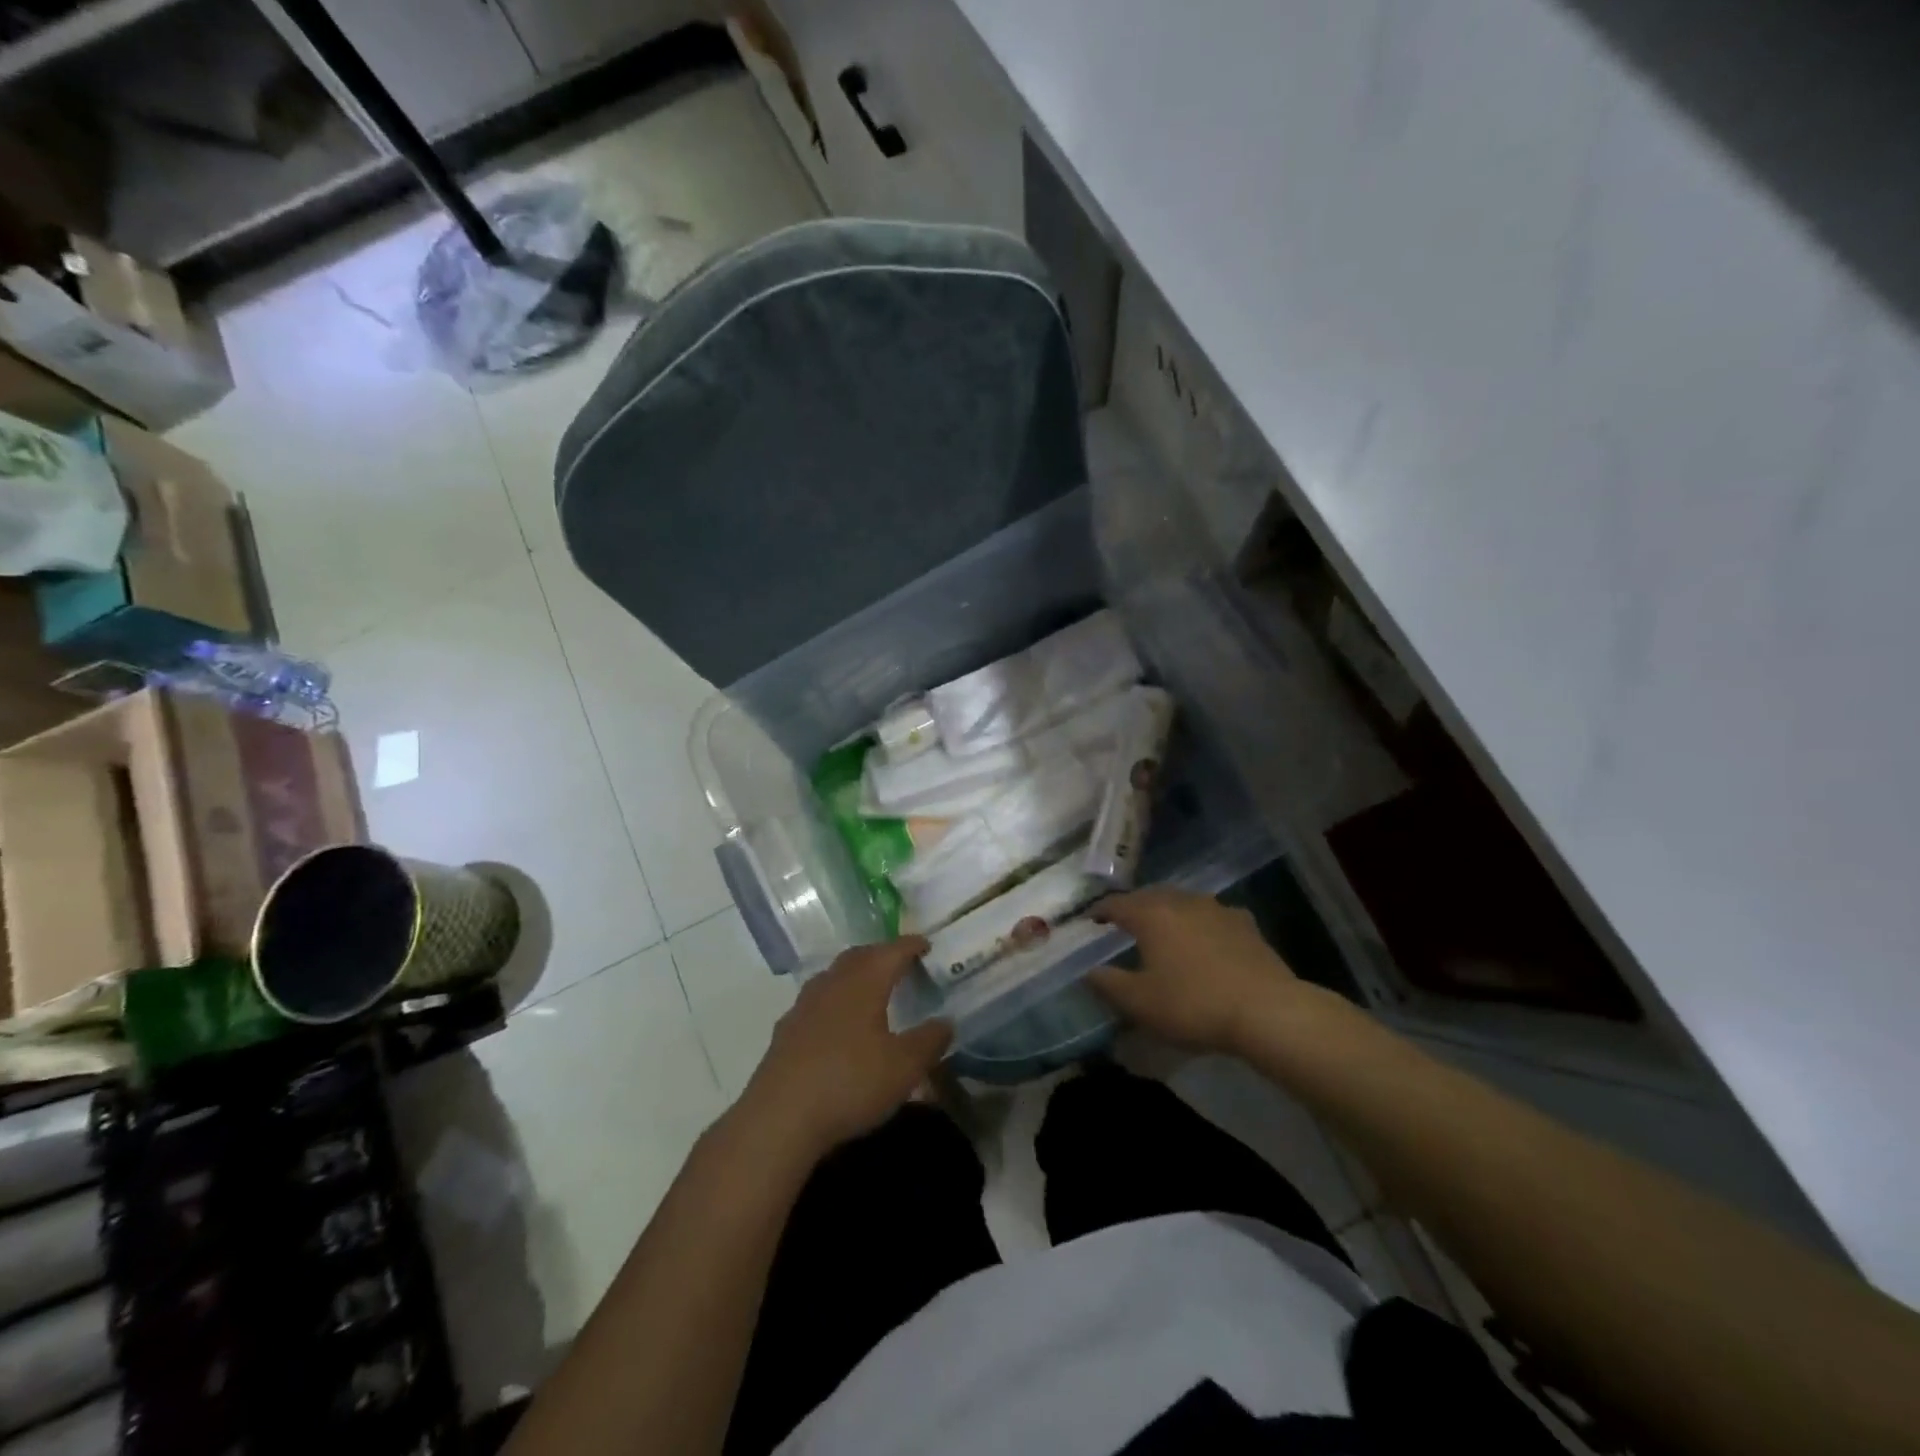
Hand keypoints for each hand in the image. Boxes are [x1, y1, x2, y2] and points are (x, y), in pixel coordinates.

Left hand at [738, 937, 951, 1157]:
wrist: (780, 1117)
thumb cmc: (850, 1082)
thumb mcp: (904, 1067)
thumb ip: (929, 1041)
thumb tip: (946, 1022)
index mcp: (864, 982)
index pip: (892, 951)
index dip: (911, 945)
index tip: (926, 944)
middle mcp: (832, 983)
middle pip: (859, 956)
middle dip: (881, 954)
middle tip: (899, 962)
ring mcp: (804, 1005)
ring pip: (834, 976)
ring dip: (854, 975)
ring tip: (870, 989)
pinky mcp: (786, 1031)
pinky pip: (817, 1001)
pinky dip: (834, 1001)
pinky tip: (838, 1023)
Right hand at [1087, 888, 1301, 1053]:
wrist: (1267, 1010)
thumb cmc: (1194, 1004)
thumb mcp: (1140, 1003)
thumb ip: (1108, 984)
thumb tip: (1088, 971)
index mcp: (1151, 915)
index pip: (1116, 903)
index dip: (1100, 911)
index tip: (1090, 919)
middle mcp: (1182, 901)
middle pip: (1149, 896)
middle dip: (1134, 907)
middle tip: (1123, 923)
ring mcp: (1217, 909)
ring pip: (1183, 901)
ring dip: (1168, 911)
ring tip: (1162, 928)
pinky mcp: (1245, 923)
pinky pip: (1213, 915)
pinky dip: (1200, 922)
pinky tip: (1205, 938)